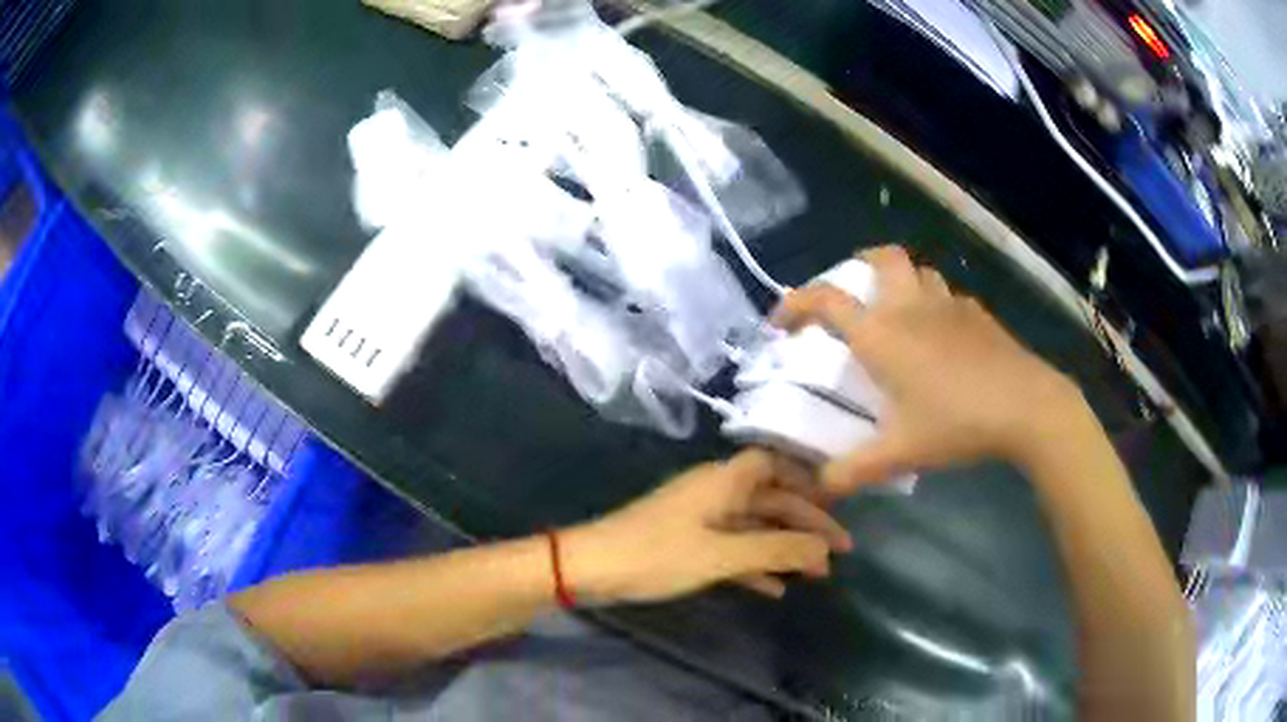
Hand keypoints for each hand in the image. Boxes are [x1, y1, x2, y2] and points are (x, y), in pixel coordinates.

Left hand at [563, 449, 852, 602]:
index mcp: (724, 481)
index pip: (776, 465)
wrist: (587, 568)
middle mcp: (715, 491)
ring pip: (754, 526)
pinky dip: (755, 565)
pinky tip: (775, 589)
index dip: (808, 480)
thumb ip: (775, 550)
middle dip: (806, 523)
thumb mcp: (721, 555)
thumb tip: (826, 550)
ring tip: (816, 573)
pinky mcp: (686, 543)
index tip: (838, 504)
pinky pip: (732, 548)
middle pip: (771, 499)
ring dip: (784, 546)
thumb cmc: (656, 555)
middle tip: (840, 551)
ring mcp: (699, 518)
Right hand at [772, 246, 1086, 494]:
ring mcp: (949, 306)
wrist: (1025, 405)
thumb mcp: (900, 454)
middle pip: (882, 258)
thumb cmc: (957, 422)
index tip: (782, 322)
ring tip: (898, 311)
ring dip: (901, 282)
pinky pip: (948, 297)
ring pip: (919, 272)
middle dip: (858, 264)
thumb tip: (820, 486)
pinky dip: (936, 305)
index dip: (796, 304)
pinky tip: (943, 335)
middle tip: (851, 290)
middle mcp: (911, 308)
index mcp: (883, 334)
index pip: (827, 300)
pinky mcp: (978, 315)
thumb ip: (853, 471)